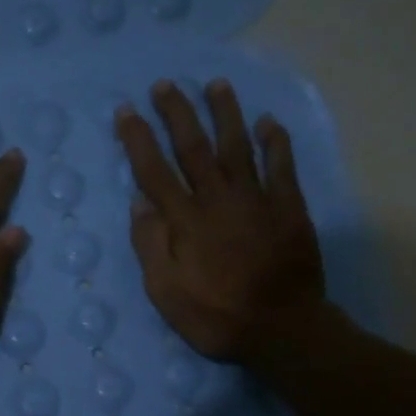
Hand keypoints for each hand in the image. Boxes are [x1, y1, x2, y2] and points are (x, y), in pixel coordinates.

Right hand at [116, 79, 328, 364]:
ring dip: (225, 113)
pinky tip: (269, 121)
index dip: (139, 139)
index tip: (127, 110)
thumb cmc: (216, 317)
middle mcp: (218, 200)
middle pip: (194, 147)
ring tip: (216, 84)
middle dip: (178, 113)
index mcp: (185, 221)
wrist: (282, 330)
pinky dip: (275, 142)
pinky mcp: (289, 209)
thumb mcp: (166, 293)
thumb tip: (139, 202)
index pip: (155, 171)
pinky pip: (282, 167)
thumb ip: (151, 245)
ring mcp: (257, 200)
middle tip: (165, 84)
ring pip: (237, 146)